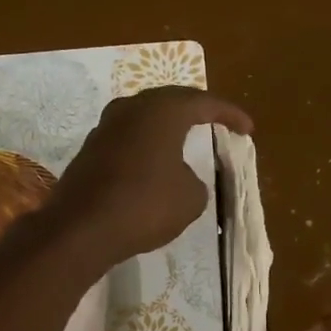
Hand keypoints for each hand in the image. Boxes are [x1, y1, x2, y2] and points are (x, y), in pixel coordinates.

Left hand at [46, 87, 252, 272]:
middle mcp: (131, 108)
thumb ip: (196, 180)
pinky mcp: (90, 150)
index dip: (230, 114)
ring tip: (187, 136)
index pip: (204, 103)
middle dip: (197, 110)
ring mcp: (106, 127)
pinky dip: (148, 144)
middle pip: (171, 101)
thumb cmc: (145, 205)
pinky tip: (155, 160)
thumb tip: (182, 176)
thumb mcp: (191, 197)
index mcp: (162, 111)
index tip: (248, 128)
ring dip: (168, 126)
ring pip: (145, 117)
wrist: (82, 229)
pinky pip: (129, 137)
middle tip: (217, 121)